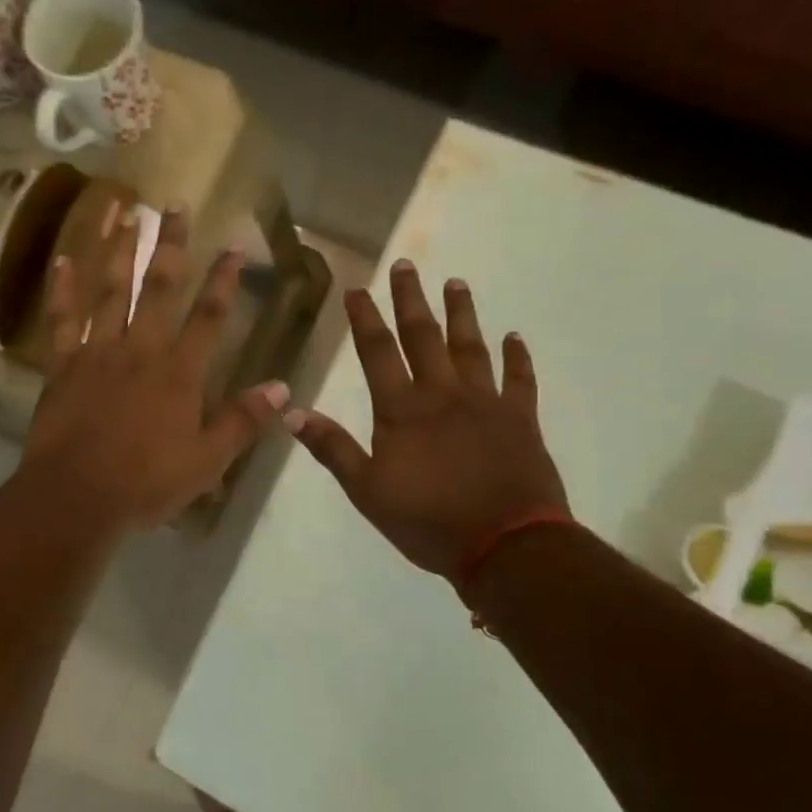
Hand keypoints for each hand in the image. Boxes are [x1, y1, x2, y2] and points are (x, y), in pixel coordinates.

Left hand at [20, 208, 288, 532]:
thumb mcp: (207, 461)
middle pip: (158, 287)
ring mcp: (97, 352)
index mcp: (179, 372)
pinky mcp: (62, 365)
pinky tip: (63, 259)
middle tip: (175, 204)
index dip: (224, 279)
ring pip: (109, 291)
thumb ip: (243, 421)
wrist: (76, 497)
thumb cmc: (146, 483)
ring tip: (124, 212)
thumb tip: (284, 388)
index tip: (233, 244)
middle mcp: (139, 349)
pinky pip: (61, 319)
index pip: (209, 315)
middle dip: (170, 244)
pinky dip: (62, 289)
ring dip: (118, 250)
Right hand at [286, 261, 568, 589]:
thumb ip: (332, 448)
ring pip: (471, 347)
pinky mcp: (521, 419)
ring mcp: (486, 403)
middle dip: (411, 299)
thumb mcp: (367, 491)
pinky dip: (517, 358)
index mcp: (402, 410)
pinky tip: (514, 337)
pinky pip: (520, 380)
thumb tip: (291, 411)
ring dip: (462, 314)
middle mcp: (443, 394)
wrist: (506, 546)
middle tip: (407, 265)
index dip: (365, 319)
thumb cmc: (428, 521)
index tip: (357, 288)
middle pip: (423, 337)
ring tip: (457, 283)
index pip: (377, 352)